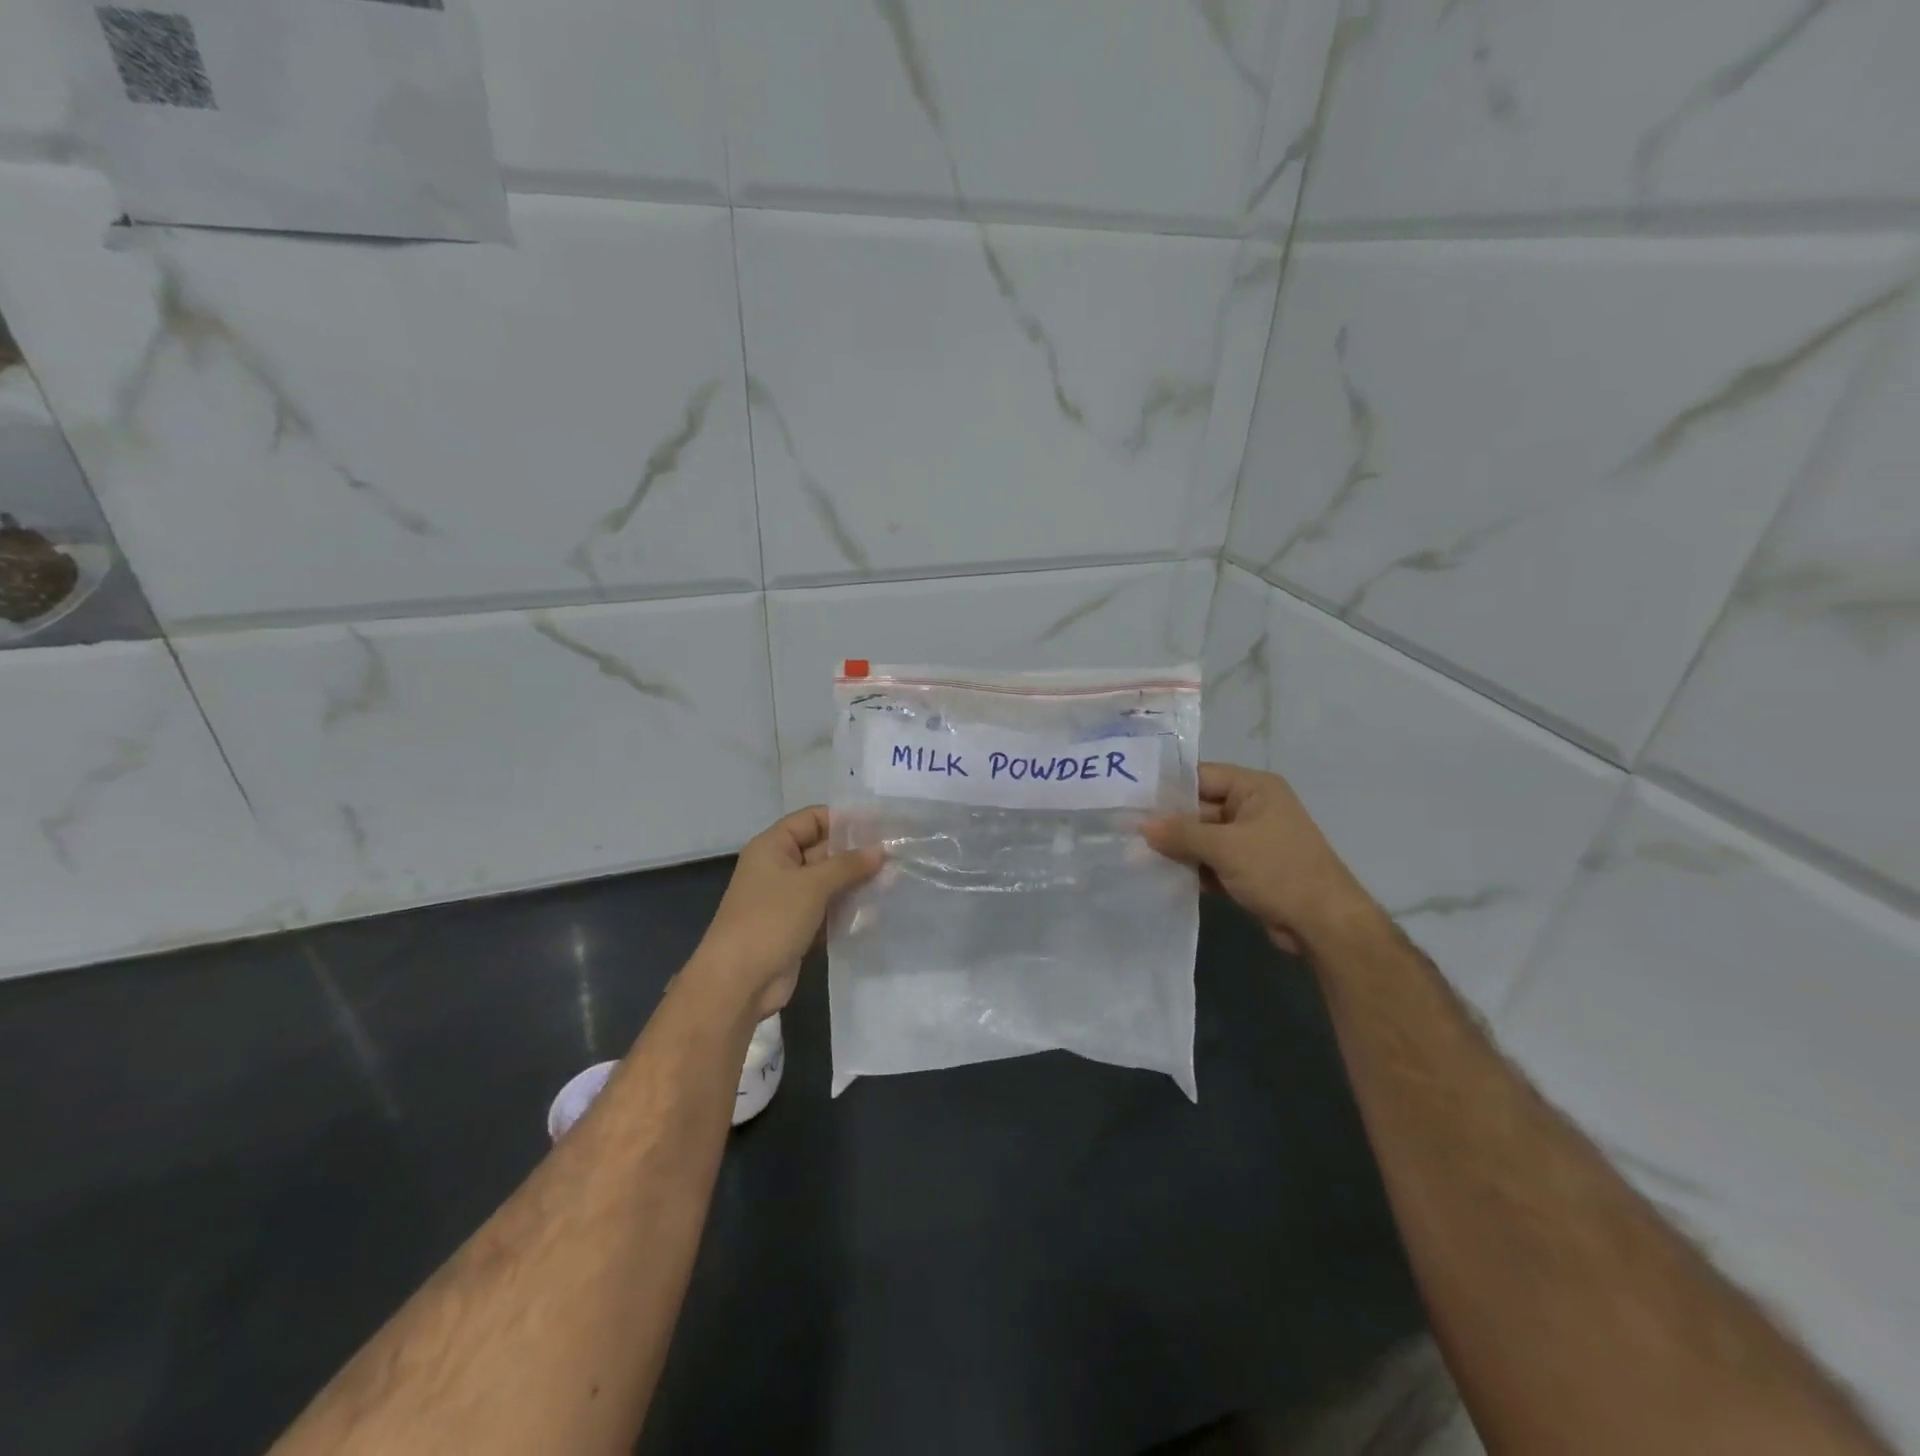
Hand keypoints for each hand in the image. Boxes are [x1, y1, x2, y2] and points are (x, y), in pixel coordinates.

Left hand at [692, 807, 882, 1021]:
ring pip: (828, 882)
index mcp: (773, 847)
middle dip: (856, 853)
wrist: (738, 983)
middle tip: (896, 855)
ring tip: (894, 881)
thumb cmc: (771, 920)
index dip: (844, 819)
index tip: (880, 826)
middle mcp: (780, 867)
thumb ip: (848, 865)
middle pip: (823, 850)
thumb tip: (880, 850)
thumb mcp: (812, 885)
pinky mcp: (797, 927)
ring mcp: (788, 899)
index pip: (813, 819)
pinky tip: (877, 908)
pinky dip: (847, 908)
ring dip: (856, 882)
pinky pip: (827, 909)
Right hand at [1143, 763, 1378, 956]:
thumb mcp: (1226, 847)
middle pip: (1198, 808)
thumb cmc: (1279, 871)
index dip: (1166, 786)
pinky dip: (1190, 868)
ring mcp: (1249, 841)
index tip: (1129, 797)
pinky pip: (1210, 861)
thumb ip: (1181, 833)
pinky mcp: (1246, 869)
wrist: (1324, 924)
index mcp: (1254, 789)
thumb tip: (1142, 826)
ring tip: (1133, 855)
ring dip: (1175, 849)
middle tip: (1124, 830)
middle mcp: (1251, 808)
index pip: (1201, 776)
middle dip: (1166, 822)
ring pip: (1201, 838)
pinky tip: (1158, 876)